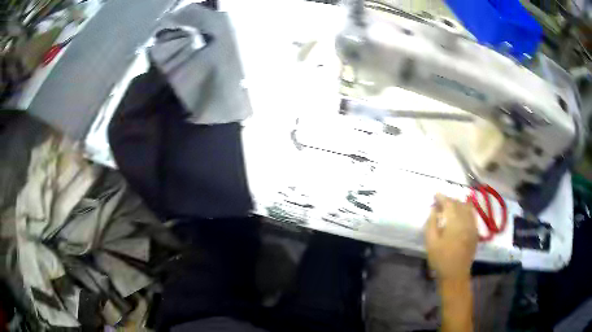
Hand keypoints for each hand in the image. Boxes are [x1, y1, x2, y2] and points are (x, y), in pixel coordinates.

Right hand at [425, 193, 477, 281]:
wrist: (455, 274)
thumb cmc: (440, 259)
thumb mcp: (431, 242)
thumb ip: (431, 224)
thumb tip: (433, 210)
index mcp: (454, 222)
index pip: (449, 203)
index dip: (442, 197)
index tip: (435, 194)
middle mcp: (466, 220)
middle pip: (458, 203)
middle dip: (449, 200)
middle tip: (440, 202)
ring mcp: (472, 226)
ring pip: (467, 207)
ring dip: (458, 203)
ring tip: (451, 206)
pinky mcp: (475, 232)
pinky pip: (472, 215)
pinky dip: (466, 209)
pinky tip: (461, 213)